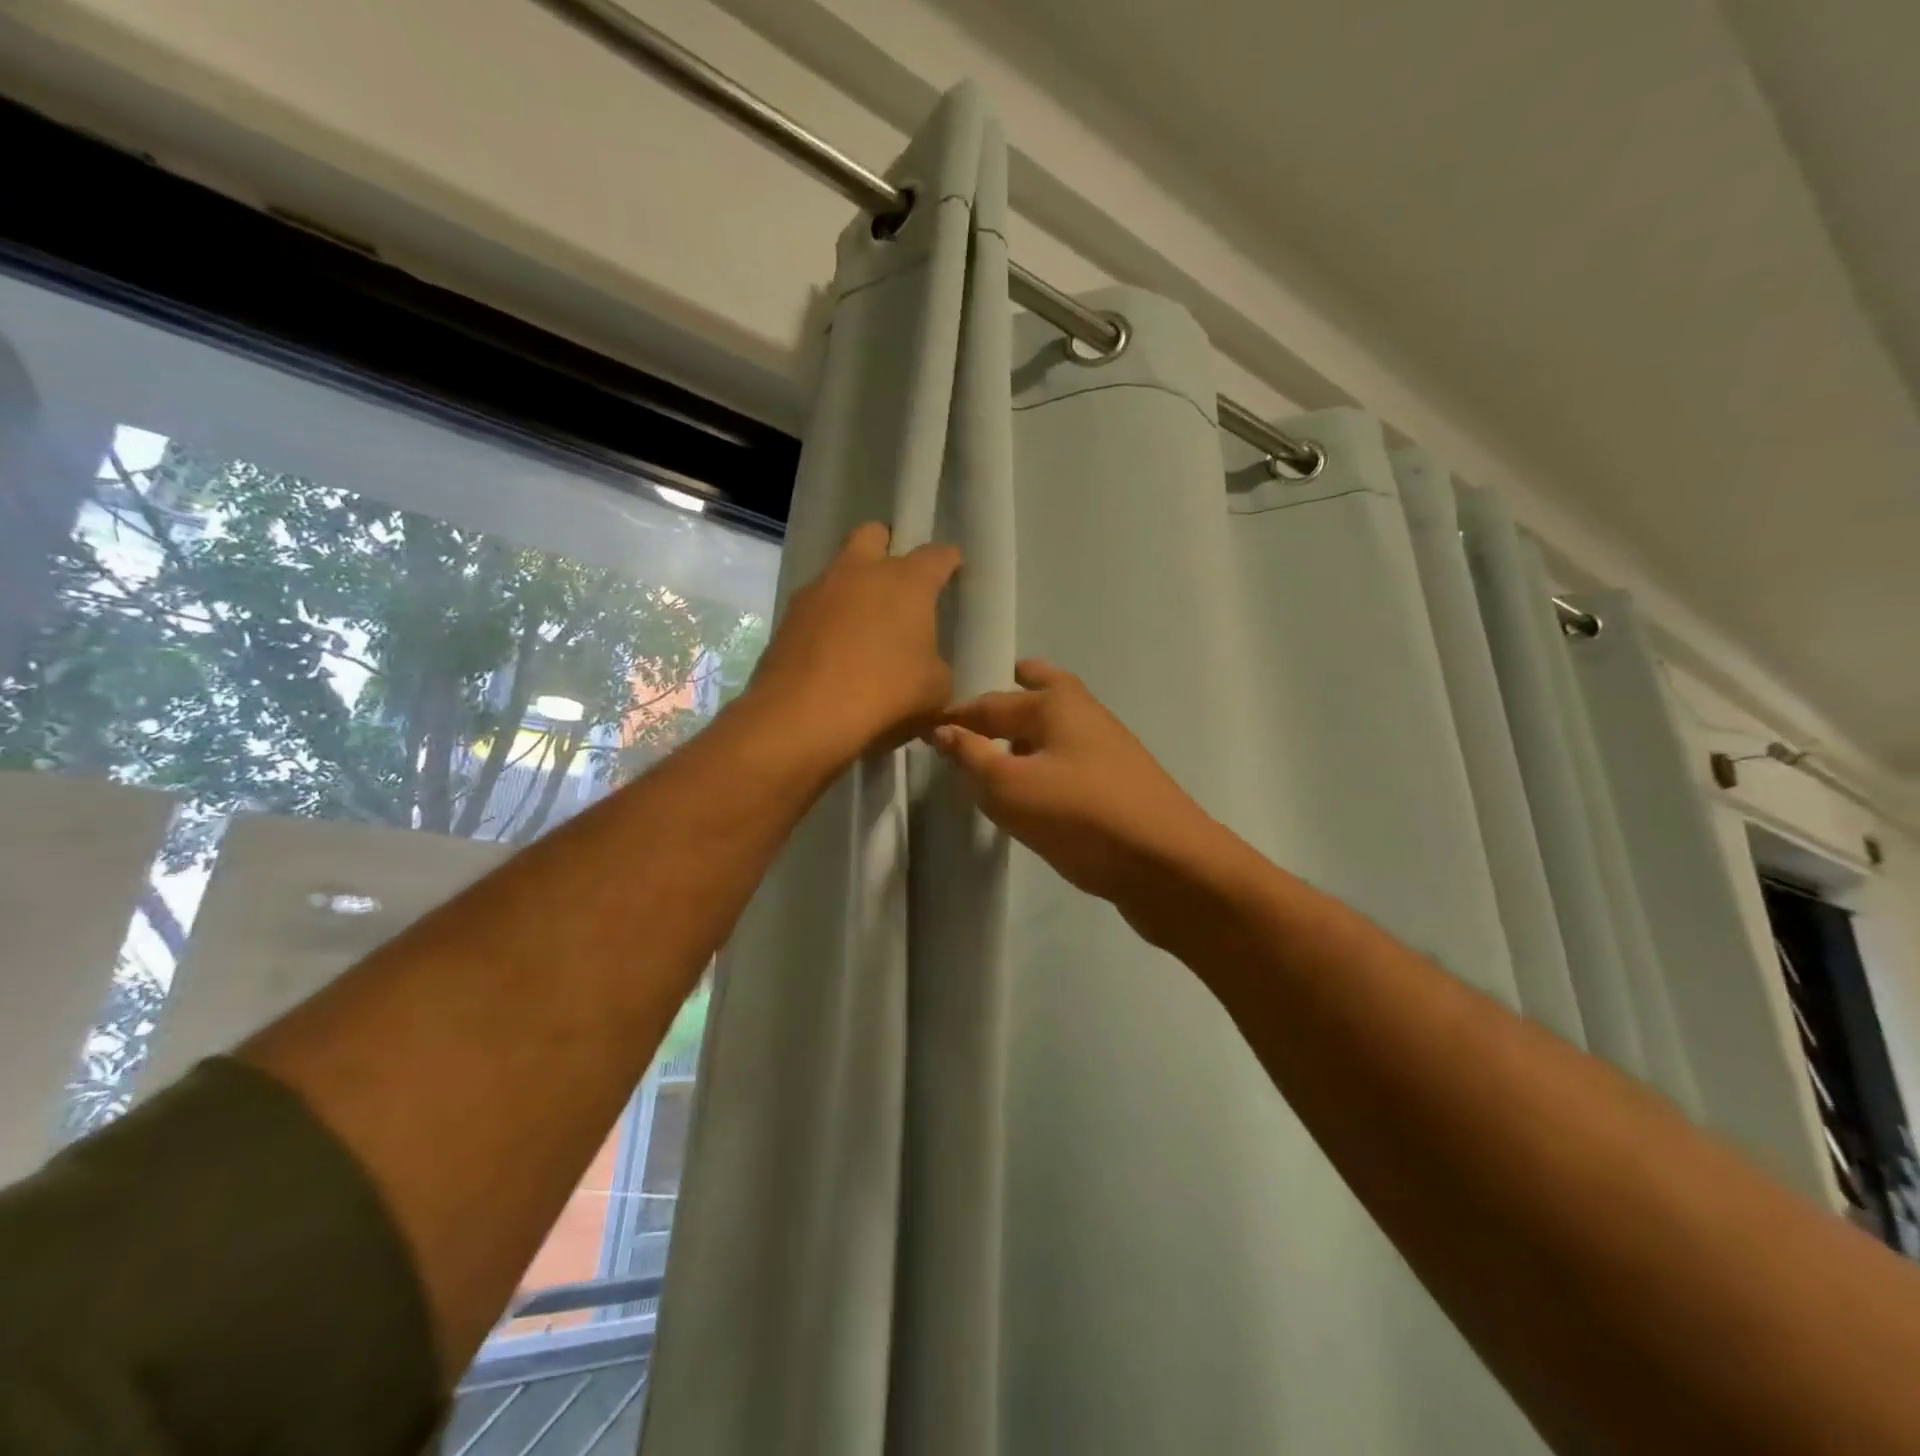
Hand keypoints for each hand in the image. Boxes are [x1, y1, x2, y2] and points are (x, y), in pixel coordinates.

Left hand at [749, 522, 961, 764]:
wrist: (803, 717)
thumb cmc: (885, 694)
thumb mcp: (935, 690)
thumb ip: (937, 668)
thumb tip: (927, 668)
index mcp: (907, 581)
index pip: (937, 555)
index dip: (948, 561)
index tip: (953, 571)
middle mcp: (860, 572)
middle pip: (874, 534)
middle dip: (887, 549)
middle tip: (898, 585)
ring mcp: (818, 590)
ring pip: (839, 570)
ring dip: (853, 587)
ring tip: (863, 627)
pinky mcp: (788, 617)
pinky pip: (816, 606)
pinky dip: (828, 620)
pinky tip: (834, 652)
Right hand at [929, 661, 1223, 916]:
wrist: (1168, 865)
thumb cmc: (1080, 816)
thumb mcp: (1010, 787)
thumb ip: (972, 756)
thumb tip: (943, 730)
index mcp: (1055, 704)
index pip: (990, 702)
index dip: (957, 715)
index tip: (926, 727)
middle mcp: (1085, 715)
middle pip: (1045, 690)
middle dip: (1018, 687)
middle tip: (988, 696)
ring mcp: (1109, 750)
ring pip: (1061, 726)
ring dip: (1033, 726)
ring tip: (1001, 744)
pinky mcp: (1120, 785)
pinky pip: (1072, 758)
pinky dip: (1049, 757)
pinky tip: (1036, 785)